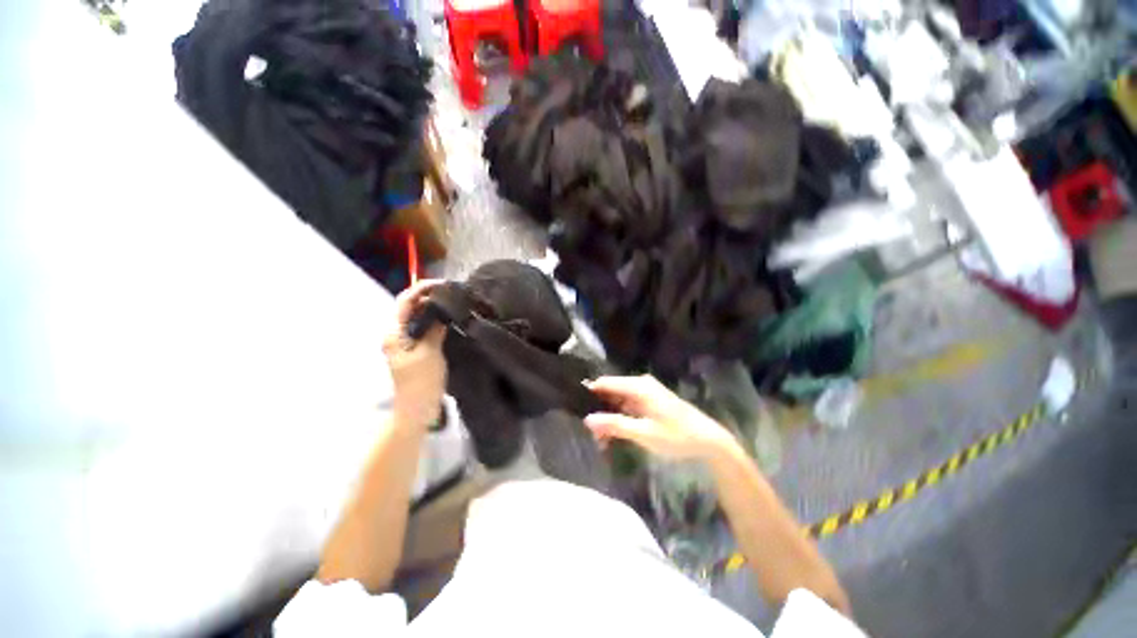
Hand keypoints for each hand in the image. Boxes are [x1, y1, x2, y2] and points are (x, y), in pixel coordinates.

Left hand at [384, 279, 446, 427]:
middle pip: (411, 307)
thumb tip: (441, 308)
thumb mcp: (429, 353)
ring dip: (435, 308)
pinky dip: (437, 320)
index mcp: (394, 333)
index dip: (422, 288)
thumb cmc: (421, 382)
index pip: (405, 301)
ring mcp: (406, 342)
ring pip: (419, 317)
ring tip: (455, 302)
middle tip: (454, 293)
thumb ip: (433, 328)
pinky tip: (451, 319)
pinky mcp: (417, 349)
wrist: (417, 411)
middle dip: (430, 296)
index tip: (444, 284)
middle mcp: (397, 334)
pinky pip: (425, 328)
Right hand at [585, 375, 736, 459]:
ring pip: (619, 401)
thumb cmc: (676, 435)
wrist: (708, 440)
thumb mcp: (643, 432)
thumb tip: (587, 419)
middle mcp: (640, 384)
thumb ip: (614, 425)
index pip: (604, 383)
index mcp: (637, 386)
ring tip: (602, 441)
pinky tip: (616, 435)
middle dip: (599, 412)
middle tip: (592, 435)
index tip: (575, 408)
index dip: (589, 394)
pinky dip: (621, 419)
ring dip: (610, 418)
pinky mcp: (651, 401)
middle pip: (611, 393)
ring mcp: (646, 392)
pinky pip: (629, 406)